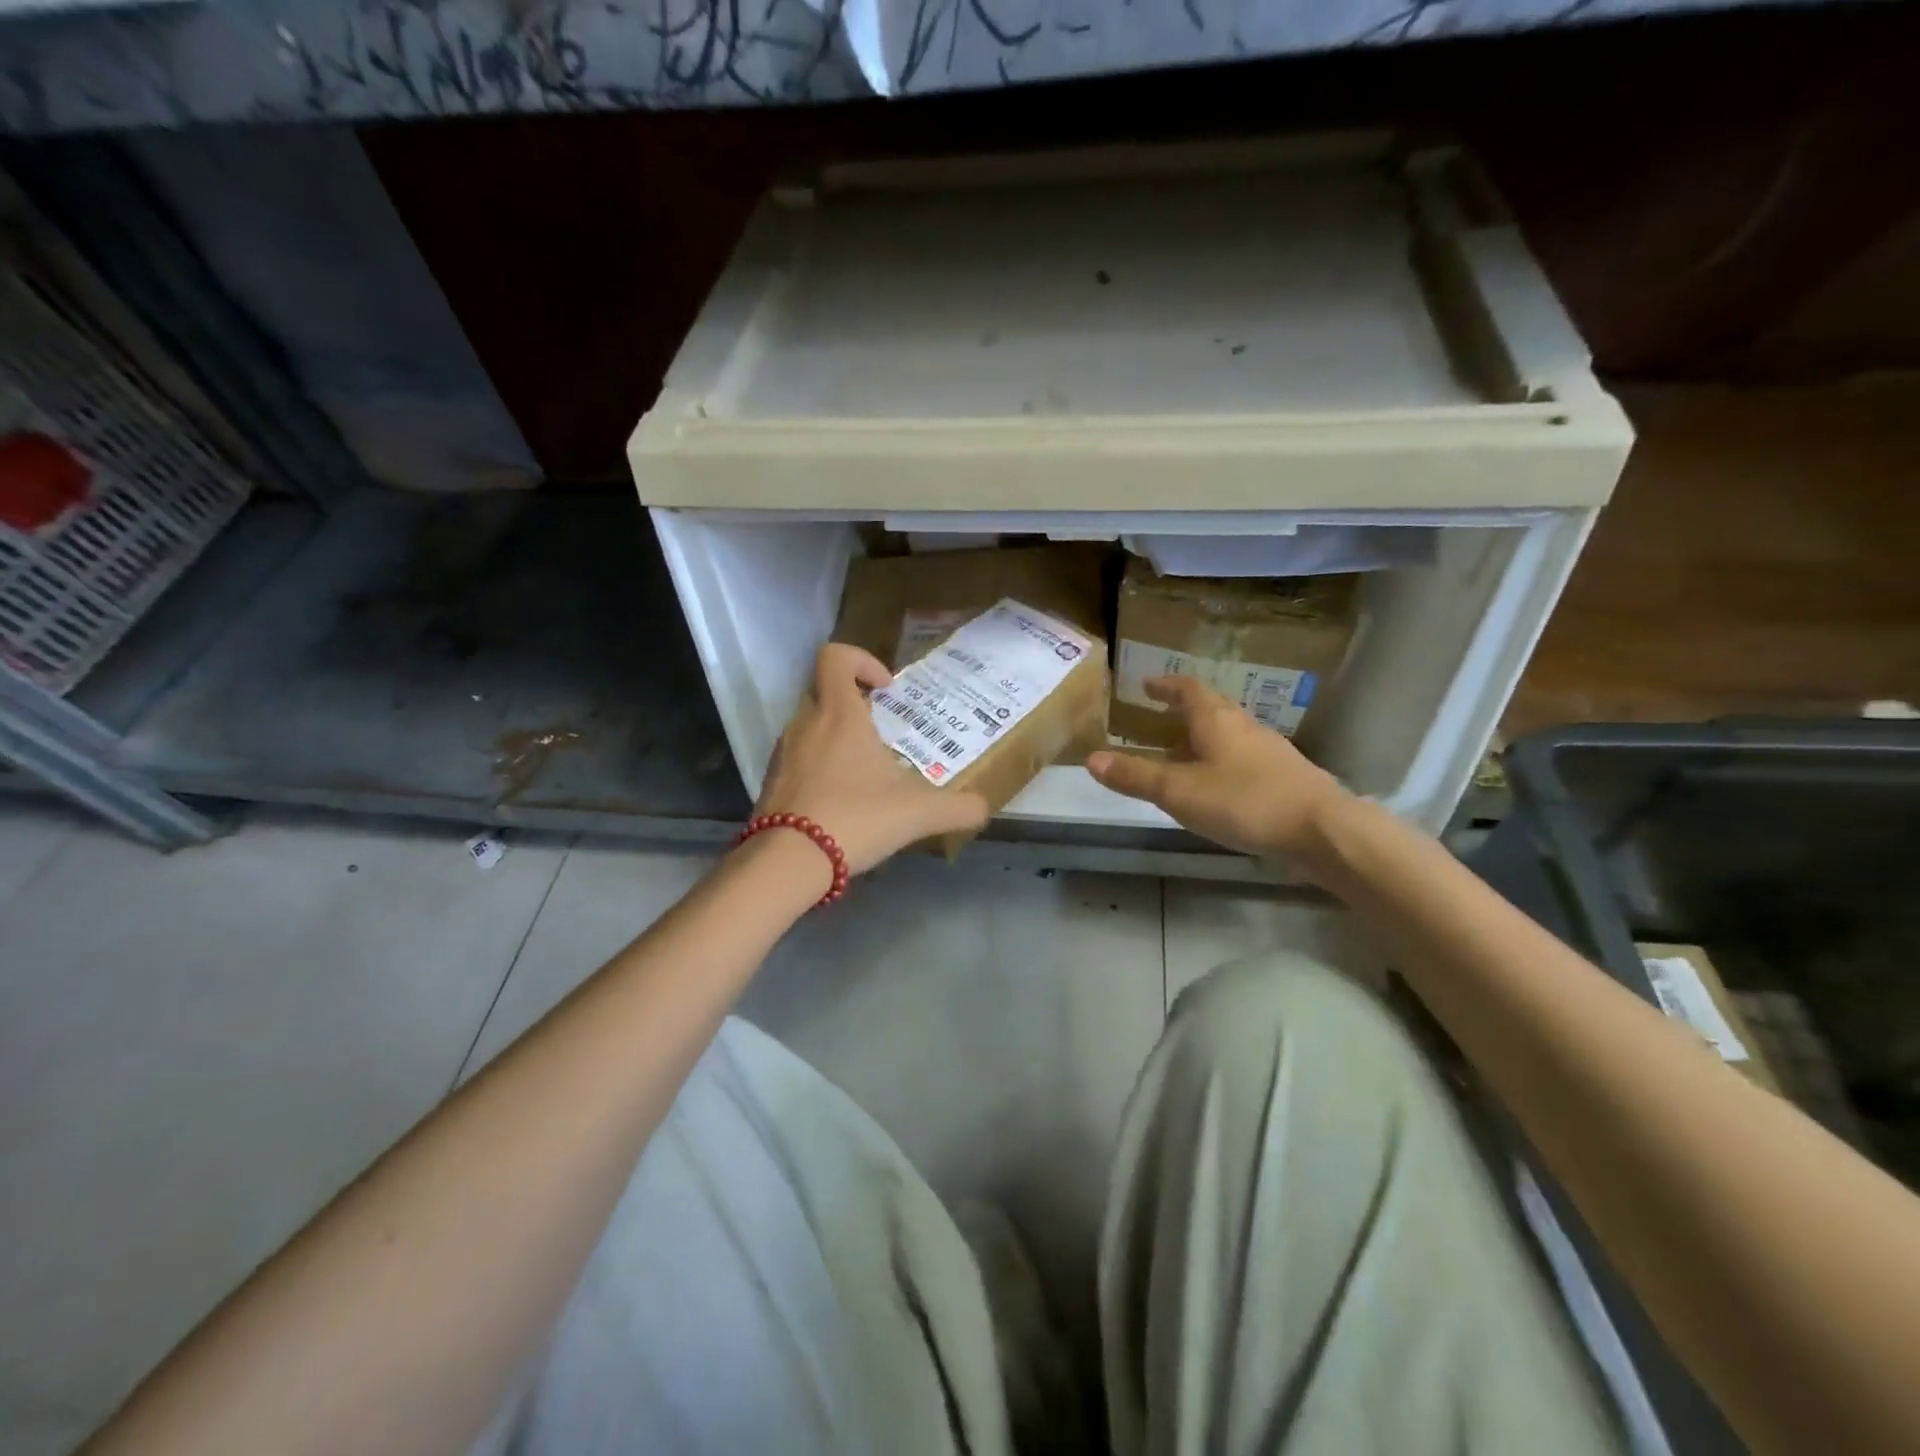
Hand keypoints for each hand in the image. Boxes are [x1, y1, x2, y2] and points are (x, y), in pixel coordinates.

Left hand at [756, 643, 988, 874]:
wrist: (789, 862)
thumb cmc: (856, 818)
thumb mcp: (919, 813)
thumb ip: (958, 808)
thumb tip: (984, 808)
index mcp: (839, 714)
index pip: (835, 656)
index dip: (861, 660)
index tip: (886, 690)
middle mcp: (806, 723)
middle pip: (824, 691)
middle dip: (854, 704)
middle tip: (881, 732)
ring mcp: (783, 753)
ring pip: (810, 727)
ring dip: (836, 738)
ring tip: (865, 772)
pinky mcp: (771, 782)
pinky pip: (798, 759)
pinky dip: (819, 768)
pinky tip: (841, 801)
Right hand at [1086, 676, 1350, 862]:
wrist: (1322, 830)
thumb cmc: (1245, 801)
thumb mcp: (1179, 791)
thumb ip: (1136, 776)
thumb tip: (1091, 758)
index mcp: (1217, 721)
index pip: (1188, 689)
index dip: (1166, 685)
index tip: (1146, 684)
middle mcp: (1244, 727)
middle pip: (1212, 707)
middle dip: (1184, 708)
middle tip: (1159, 715)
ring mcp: (1269, 751)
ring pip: (1230, 733)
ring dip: (1204, 735)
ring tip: (1184, 750)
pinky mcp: (1284, 777)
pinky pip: (1245, 757)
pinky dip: (1224, 760)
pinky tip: (1219, 784)